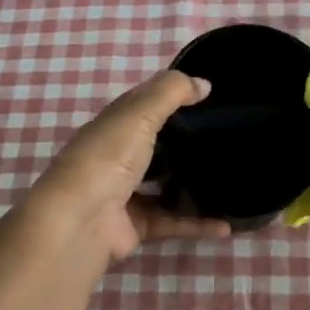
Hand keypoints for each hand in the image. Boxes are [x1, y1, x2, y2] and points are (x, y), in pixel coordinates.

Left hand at [30, 70, 233, 261]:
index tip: (208, 95)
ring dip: (193, 184)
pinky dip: (197, 224)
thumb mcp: (139, 113)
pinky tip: (226, 226)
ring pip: (165, 186)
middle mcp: (116, 157)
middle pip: (155, 145)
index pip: (143, 104)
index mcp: (113, 126)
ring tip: (228, 178)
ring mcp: (125, 193)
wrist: (80, 222)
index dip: (171, 96)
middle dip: (185, 141)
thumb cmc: (108, 158)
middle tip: (225, 137)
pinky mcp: (137, 225)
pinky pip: (173, 222)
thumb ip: (171, 92)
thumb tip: (204, 83)